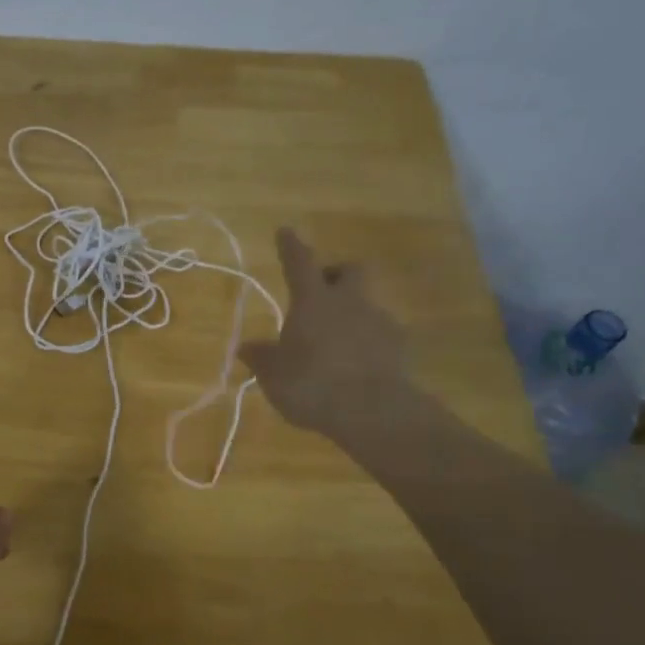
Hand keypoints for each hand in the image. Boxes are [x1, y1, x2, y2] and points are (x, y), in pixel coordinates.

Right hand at [241, 227, 409, 435]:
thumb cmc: (312, 385)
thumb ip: (261, 358)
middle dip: (335, 275)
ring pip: (366, 304)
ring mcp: (380, 322)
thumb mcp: (274, 375)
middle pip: (350, 270)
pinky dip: (366, 343)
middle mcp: (349, 302)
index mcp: (313, 302)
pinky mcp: (399, 348)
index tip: (285, 231)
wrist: (374, 413)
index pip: (300, 263)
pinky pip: (379, 335)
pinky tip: (355, 366)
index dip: (291, 247)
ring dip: (350, 314)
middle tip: (320, 293)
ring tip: (333, 345)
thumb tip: (244, 348)